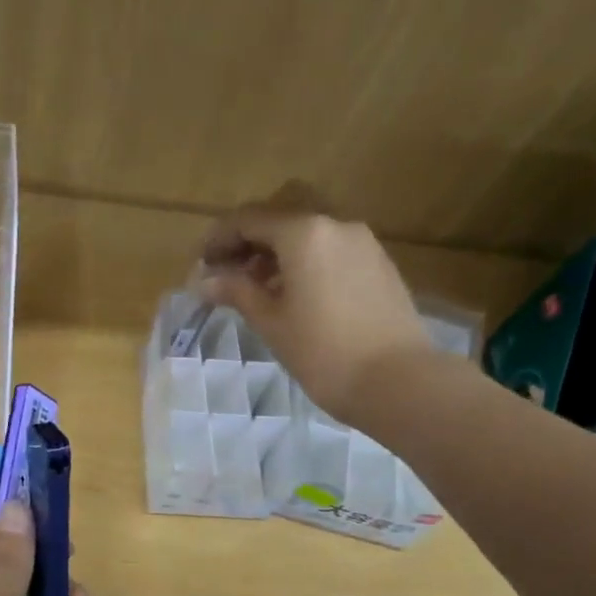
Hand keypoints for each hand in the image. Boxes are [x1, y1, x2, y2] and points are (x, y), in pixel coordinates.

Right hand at [199, 188, 438, 426]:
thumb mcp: (271, 322)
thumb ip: (237, 292)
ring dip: (278, 251)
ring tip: (256, 289)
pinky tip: (294, 294)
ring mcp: (362, 242)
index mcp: (304, 232)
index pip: (249, 219)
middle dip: (250, 238)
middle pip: (281, 215)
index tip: (199, 264)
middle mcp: (335, 224)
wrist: (396, 380)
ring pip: (309, 232)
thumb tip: (205, 280)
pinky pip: (331, 250)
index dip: (218, 239)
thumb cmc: (323, 353)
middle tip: (228, 271)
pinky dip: (305, 261)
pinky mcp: (378, 265)